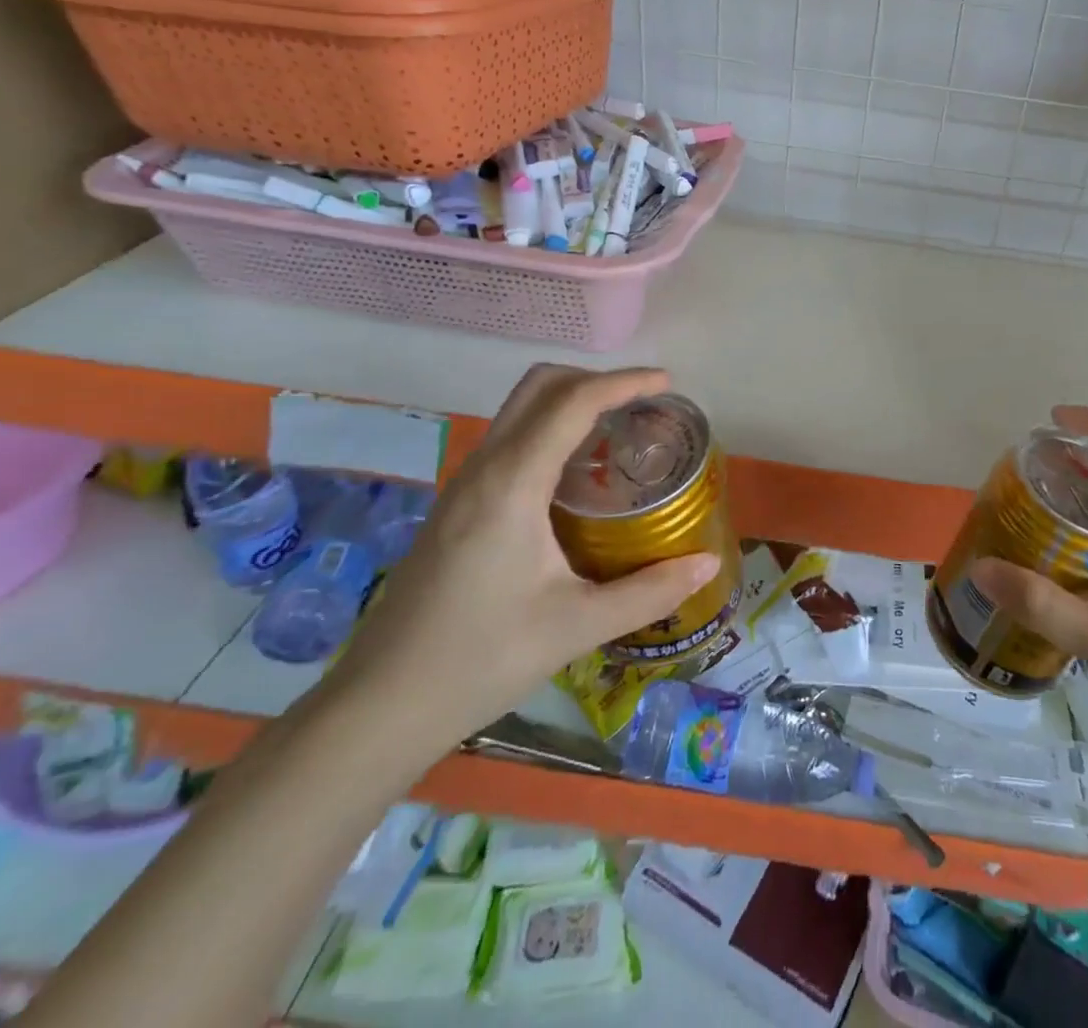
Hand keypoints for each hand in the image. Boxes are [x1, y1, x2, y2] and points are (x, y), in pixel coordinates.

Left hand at [322, 364, 718, 756]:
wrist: (380, 707)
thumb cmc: (481, 660)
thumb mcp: (577, 626)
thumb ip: (649, 591)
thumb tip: (707, 564)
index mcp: (512, 484)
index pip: (573, 403)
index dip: (624, 382)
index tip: (666, 382)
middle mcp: (484, 469)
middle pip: (539, 386)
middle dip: (595, 379)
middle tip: (643, 405)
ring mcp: (463, 485)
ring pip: (519, 409)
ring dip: (570, 402)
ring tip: (618, 433)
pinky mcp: (456, 506)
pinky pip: (509, 439)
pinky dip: (549, 429)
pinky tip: (576, 477)